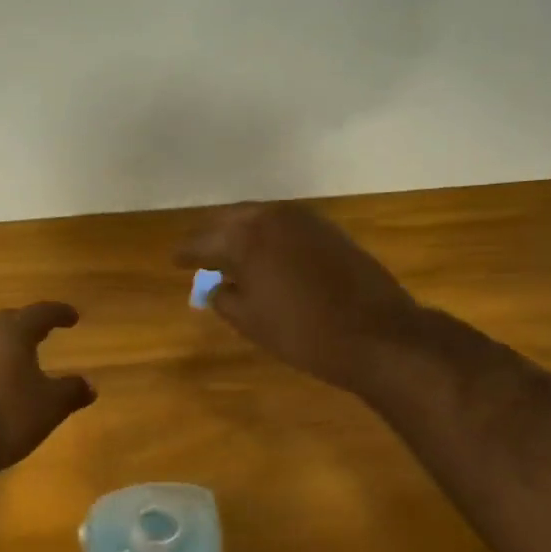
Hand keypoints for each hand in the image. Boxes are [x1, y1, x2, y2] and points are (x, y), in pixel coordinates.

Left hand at [0, 302, 95, 474]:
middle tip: (44, 328)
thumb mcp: (52, 404)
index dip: (58, 313)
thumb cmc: (11, 413)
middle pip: (8, 320)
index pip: (39, 314)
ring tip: (27, 355)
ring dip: (10, 344)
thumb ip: (72, 391)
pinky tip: (9, 382)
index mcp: (13, 334)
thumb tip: (90, 385)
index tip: (73, 317)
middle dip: (27, 322)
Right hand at [176, 203, 421, 393]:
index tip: (174, 260)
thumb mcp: (251, 322)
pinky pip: (285, 226)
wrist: (377, 333)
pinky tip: (266, 255)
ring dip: (242, 233)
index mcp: (245, 237)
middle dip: (213, 236)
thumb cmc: (303, 332)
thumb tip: (214, 288)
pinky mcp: (329, 230)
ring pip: (260, 218)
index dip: (186, 253)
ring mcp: (305, 220)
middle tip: (199, 254)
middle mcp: (272, 217)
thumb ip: (224, 299)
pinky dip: (269, 236)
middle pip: (231, 220)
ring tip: (229, 253)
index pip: (203, 242)